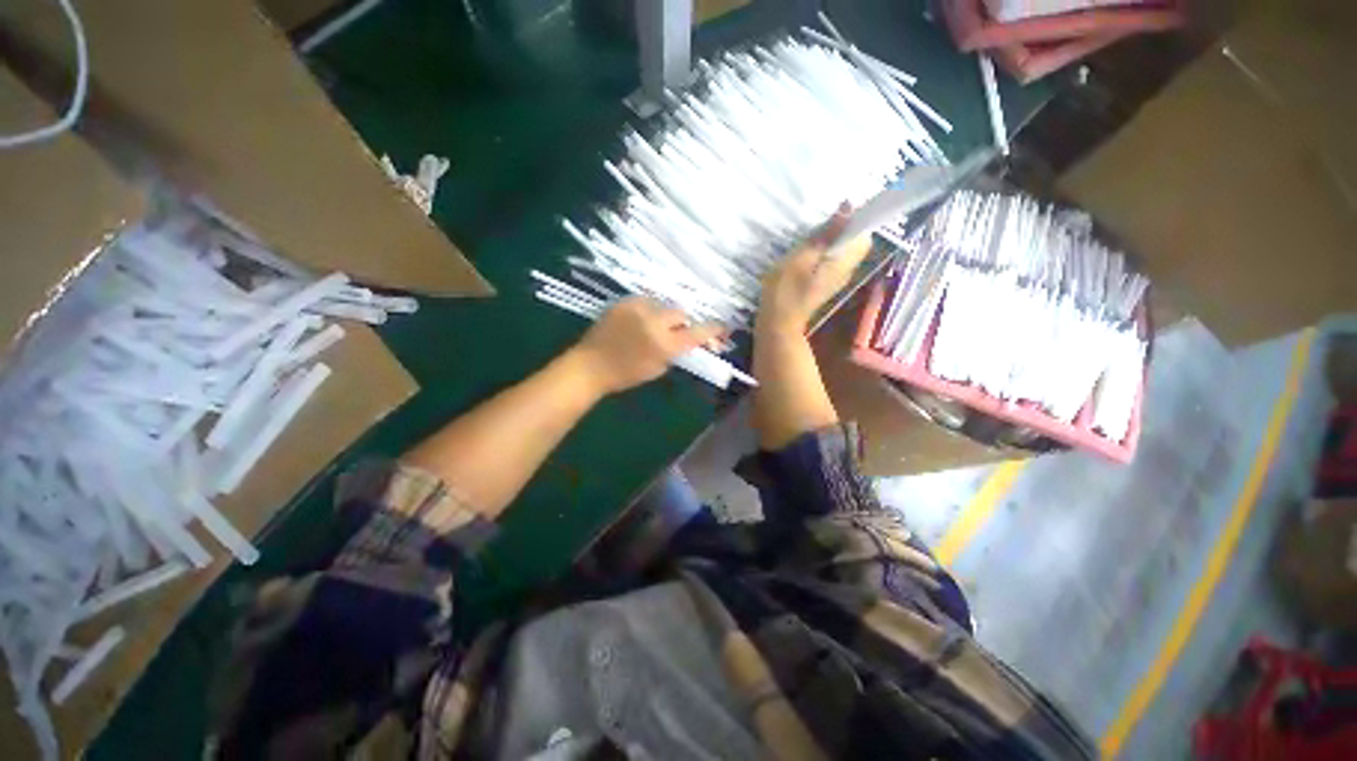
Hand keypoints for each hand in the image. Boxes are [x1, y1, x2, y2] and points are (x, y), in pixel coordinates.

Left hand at [571, 297, 725, 394]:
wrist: (591, 365)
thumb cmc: (626, 374)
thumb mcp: (658, 368)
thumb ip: (675, 351)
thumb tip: (686, 339)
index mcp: (665, 343)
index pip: (697, 332)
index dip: (712, 329)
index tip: (721, 327)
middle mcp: (654, 321)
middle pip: (680, 312)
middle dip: (681, 321)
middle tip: (675, 331)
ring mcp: (638, 308)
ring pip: (662, 305)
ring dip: (663, 315)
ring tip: (651, 326)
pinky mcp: (624, 301)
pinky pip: (645, 301)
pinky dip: (647, 310)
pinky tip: (638, 321)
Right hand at [756, 209, 872, 337]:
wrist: (778, 323)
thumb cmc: (786, 290)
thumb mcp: (801, 257)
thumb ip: (825, 234)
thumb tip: (849, 207)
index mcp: (845, 262)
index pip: (864, 233)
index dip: (855, 219)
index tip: (837, 212)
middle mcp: (847, 269)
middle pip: (855, 241)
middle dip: (842, 228)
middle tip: (819, 225)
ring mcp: (837, 278)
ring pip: (843, 251)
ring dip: (831, 240)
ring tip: (810, 238)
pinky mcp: (826, 283)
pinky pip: (833, 260)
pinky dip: (824, 252)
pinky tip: (806, 254)